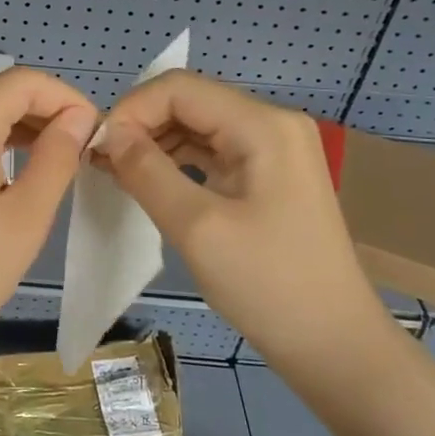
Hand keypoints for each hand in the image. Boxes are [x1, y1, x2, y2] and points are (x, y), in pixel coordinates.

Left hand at [0, 67, 98, 362]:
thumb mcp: (25, 218)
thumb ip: (57, 157)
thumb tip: (79, 117)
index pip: (23, 81)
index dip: (66, 97)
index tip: (95, 132)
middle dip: (46, 109)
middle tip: (82, 149)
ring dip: (21, 122)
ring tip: (58, 157)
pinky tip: (17, 165)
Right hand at [91, 70, 393, 390]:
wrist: (336, 348)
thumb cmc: (269, 286)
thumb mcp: (197, 227)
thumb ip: (146, 171)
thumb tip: (109, 134)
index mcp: (262, 125)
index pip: (178, 88)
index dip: (131, 110)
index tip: (98, 149)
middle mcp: (271, 124)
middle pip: (188, 102)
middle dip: (140, 125)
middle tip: (101, 163)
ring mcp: (274, 149)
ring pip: (197, 126)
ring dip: (154, 143)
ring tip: (116, 173)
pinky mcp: (269, 175)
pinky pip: (212, 151)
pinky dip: (176, 161)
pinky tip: (148, 182)